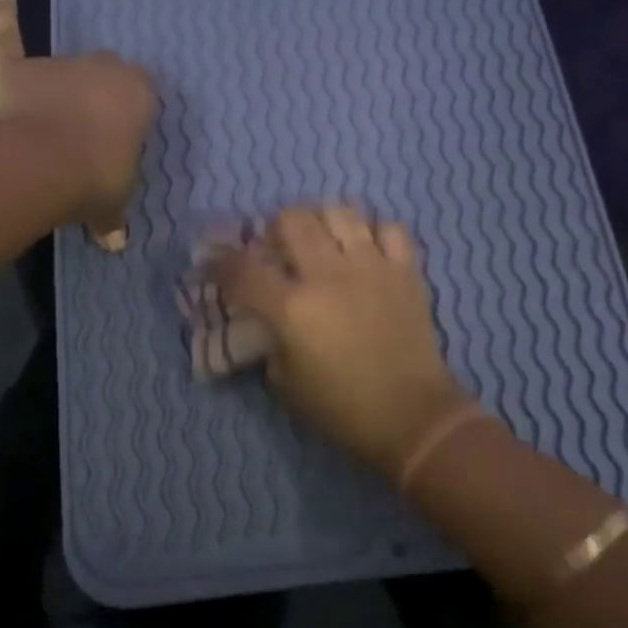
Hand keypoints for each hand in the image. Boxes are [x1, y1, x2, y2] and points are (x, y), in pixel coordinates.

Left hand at [0, 0, 155, 248]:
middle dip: (97, 97)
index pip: (141, 94)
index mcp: (137, 93)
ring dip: (57, 89)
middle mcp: (101, 68)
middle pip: (103, 74)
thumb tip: (114, 241)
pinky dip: (4, 20)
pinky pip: (8, 37)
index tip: (120, 141)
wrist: (44, 165)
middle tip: (88, 132)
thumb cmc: (96, 179)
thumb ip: (113, 216)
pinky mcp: (14, 68)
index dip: (129, 117)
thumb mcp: (114, 202)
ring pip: (61, 68)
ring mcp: (55, 64)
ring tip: (49, 122)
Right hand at [211, 207, 470, 481]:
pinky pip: (390, 228)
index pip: (243, 268)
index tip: (215, 264)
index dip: (221, 262)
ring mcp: (371, 266)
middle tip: (277, 248)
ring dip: (322, 221)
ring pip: (340, 212)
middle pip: (291, 220)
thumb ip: (271, 344)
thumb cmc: (342, 409)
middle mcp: (328, 275)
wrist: (411, 416)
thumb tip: (270, 322)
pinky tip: (367, 250)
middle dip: (274, 229)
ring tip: (322, 239)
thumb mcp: (286, 385)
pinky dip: (374, 233)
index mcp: (292, 308)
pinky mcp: (406, 270)